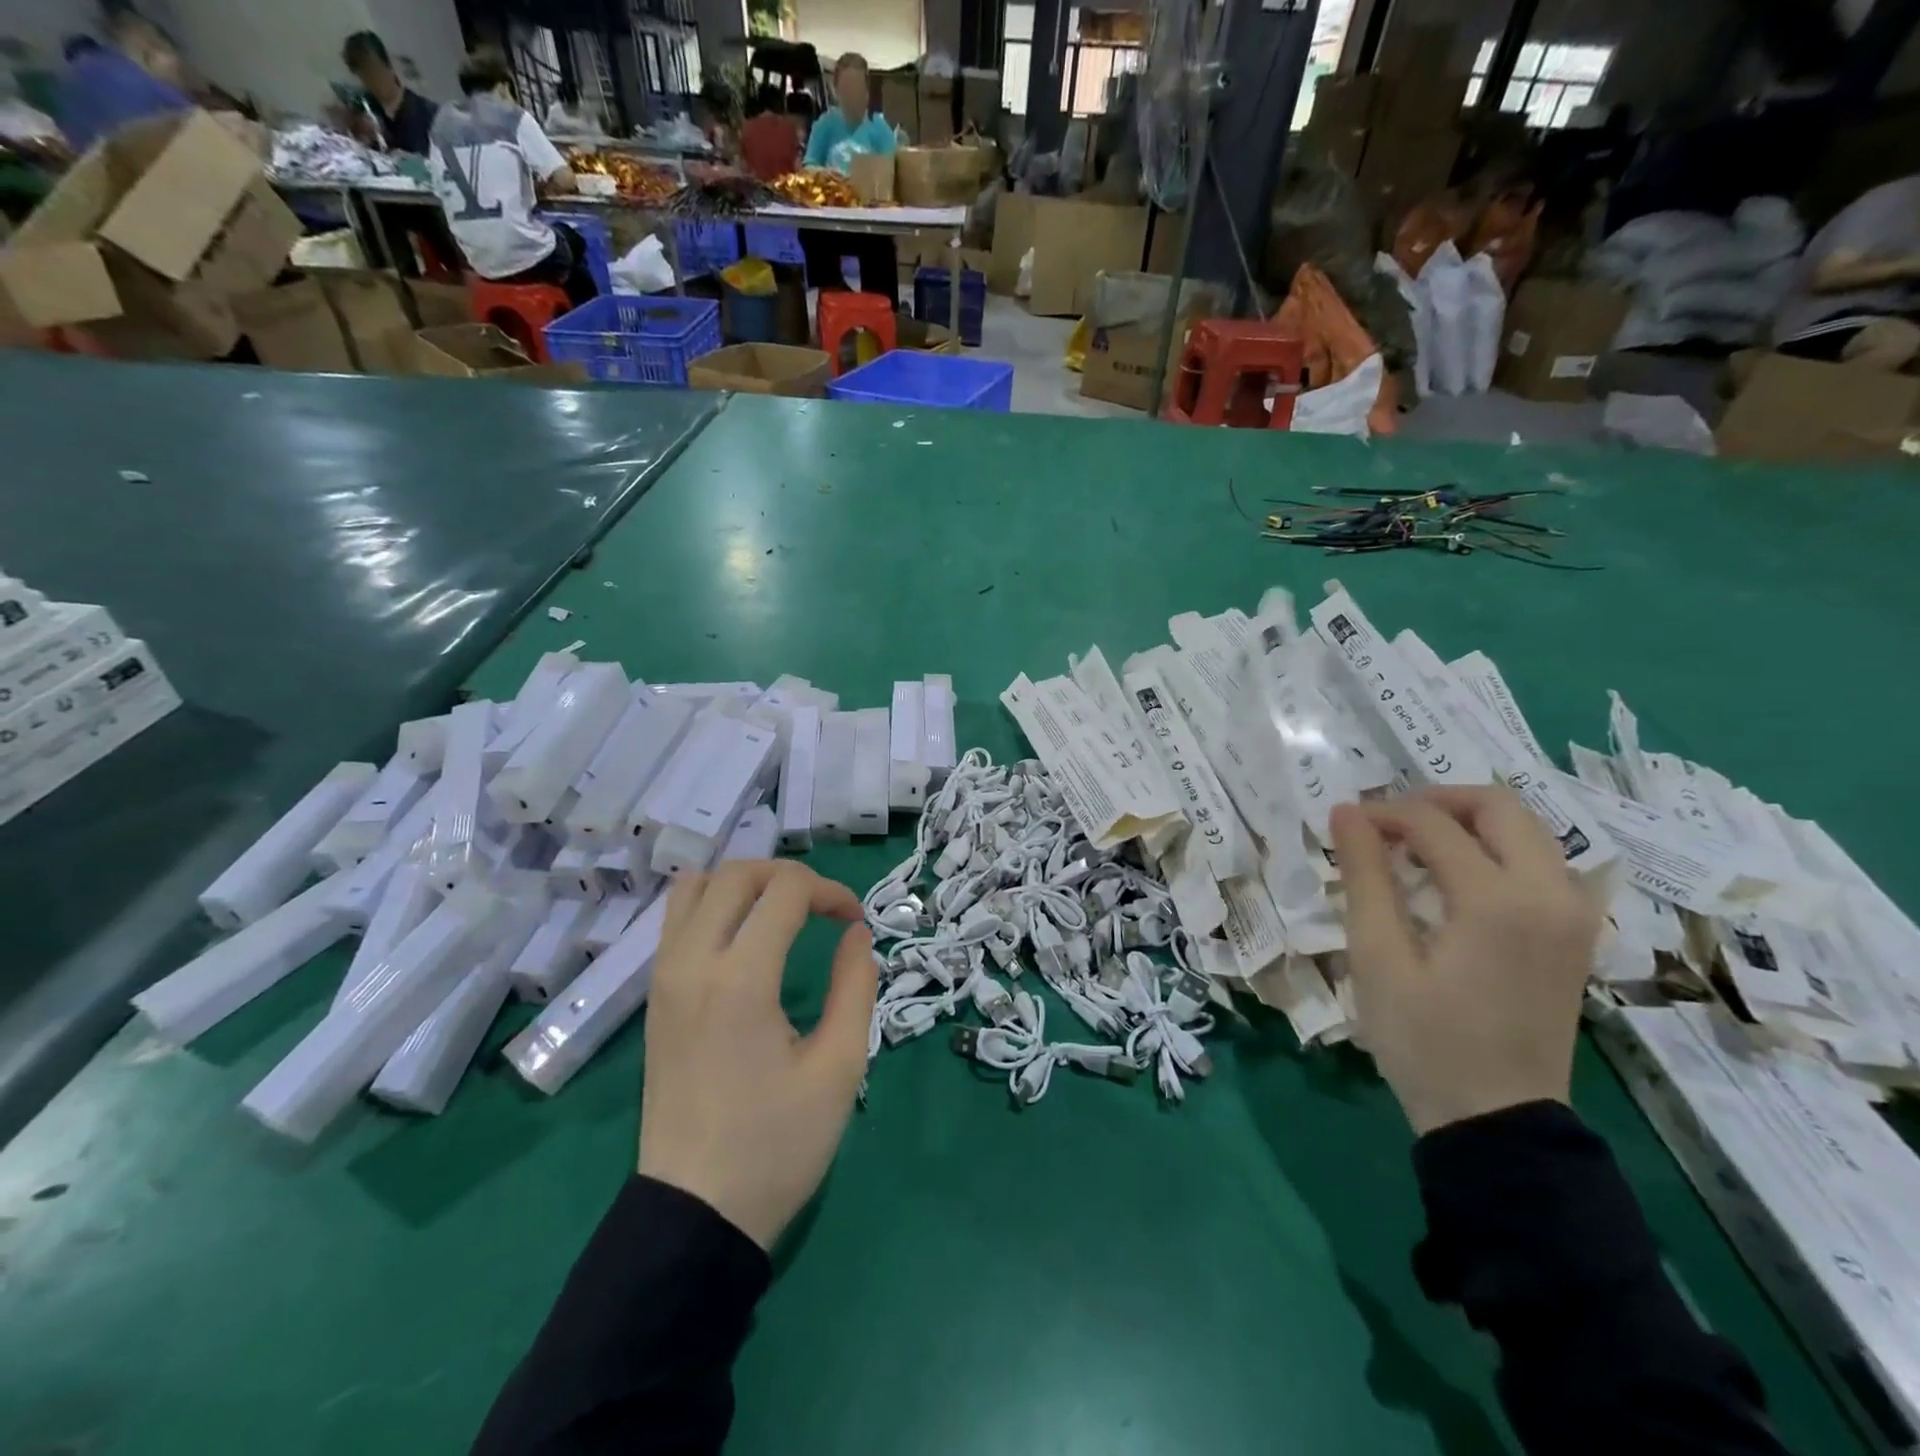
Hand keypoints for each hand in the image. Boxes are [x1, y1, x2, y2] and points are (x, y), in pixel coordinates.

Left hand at [638, 860, 875, 1249]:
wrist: (695, 1215)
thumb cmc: (776, 1146)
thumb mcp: (839, 1069)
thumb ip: (856, 988)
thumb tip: (857, 935)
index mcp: (741, 980)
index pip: (786, 890)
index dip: (830, 891)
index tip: (855, 923)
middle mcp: (693, 964)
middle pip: (736, 874)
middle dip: (788, 875)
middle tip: (822, 909)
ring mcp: (665, 979)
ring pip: (695, 887)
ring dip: (745, 884)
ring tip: (781, 913)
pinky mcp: (655, 998)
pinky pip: (677, 921)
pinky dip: (713, 905)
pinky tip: (744, 938)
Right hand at [1330, 786, 1602, 1135]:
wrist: (1497, 1119)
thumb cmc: (1424, 1040)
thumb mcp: (1378, 957)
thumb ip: (1366, 876)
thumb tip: (1346, 813)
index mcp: (1499, 901)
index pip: (1434, 824)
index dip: (1382, 814)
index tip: (1344, 824)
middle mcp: (1551, 893)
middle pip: (1498, 805)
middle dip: (1434, 801)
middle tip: (1386, 824)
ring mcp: (1574, 913)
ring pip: (1526, 828)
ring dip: (1467, 822)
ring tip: (1414, 846)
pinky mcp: (1576, 932)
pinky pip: (1540, 860)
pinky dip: (1495, 849)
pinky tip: (1456, 877)